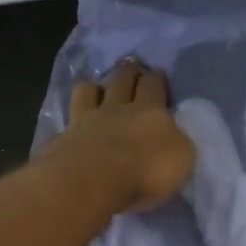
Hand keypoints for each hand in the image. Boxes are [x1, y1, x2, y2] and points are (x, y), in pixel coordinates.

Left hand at [48, 60, 195, 212]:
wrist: (92, 180)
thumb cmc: (145, 170)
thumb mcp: (181, 157)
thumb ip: (177, 140)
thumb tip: (174, 134)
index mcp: (150, 110)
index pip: (153, 85)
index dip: (156, 78)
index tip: (157, 73)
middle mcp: (117, 108)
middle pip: (122, 81)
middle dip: (128, 71)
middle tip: (130, 64)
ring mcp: (87, 120)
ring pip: (88, 91)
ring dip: (94, 86)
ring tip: (95, 85)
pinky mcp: (64, 138)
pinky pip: (69, 116)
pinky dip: (73, 113)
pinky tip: (73, 117)